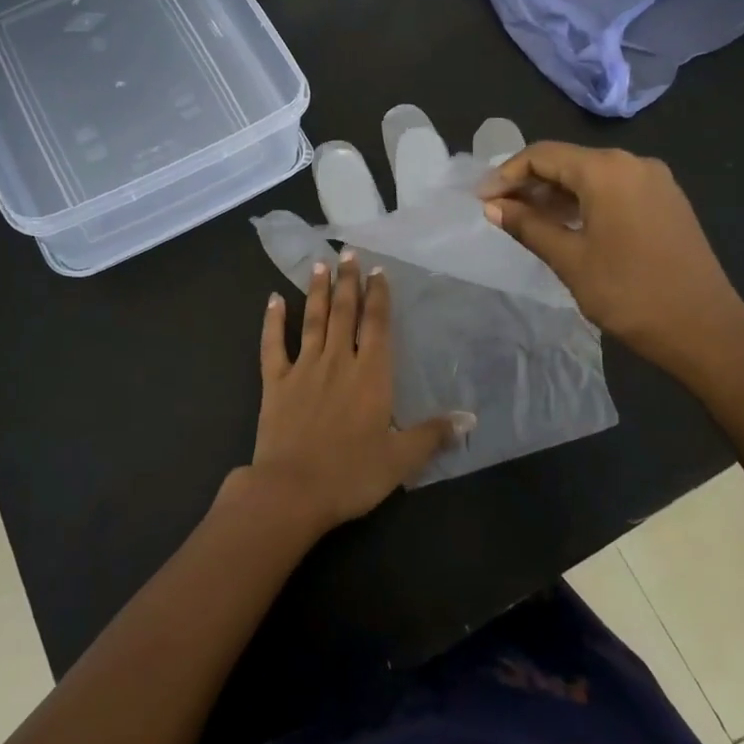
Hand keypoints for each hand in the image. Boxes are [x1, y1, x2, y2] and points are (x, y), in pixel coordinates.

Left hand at [244, 251, 462, 531]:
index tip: (378, 270)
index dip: (379, 295)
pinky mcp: (275, 383)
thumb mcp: (401, 459)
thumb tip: (470, 418)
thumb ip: (434, 434)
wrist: (291, 491)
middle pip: (344, 312)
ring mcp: (303, 369)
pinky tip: (273, 299)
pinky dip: (272, 320)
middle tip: (348, 252)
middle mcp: (337, 362)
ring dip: (316, 291)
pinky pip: (273, 345)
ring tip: (319, 264)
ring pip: (312, 320)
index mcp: (371, 375)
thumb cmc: (352, 475)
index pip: (376, 325)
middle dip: (348, 281)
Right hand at [479, 142, 743, 385]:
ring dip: (556, 194)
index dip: (506, 174)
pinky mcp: (667, 201)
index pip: (542, 155)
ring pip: (591, 175)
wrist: (706, 330)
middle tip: (499, 211)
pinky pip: (614, 189)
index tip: (481, 199)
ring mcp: (655, 181)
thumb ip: (528, 226)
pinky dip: (584, 201)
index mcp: (607, 170)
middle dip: (530, 183)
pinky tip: (566, 225)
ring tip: (526, 221)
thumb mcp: (570, 260)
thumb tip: (493, 206)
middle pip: (568, 161)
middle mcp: (633, 163)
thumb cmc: (630, 294)